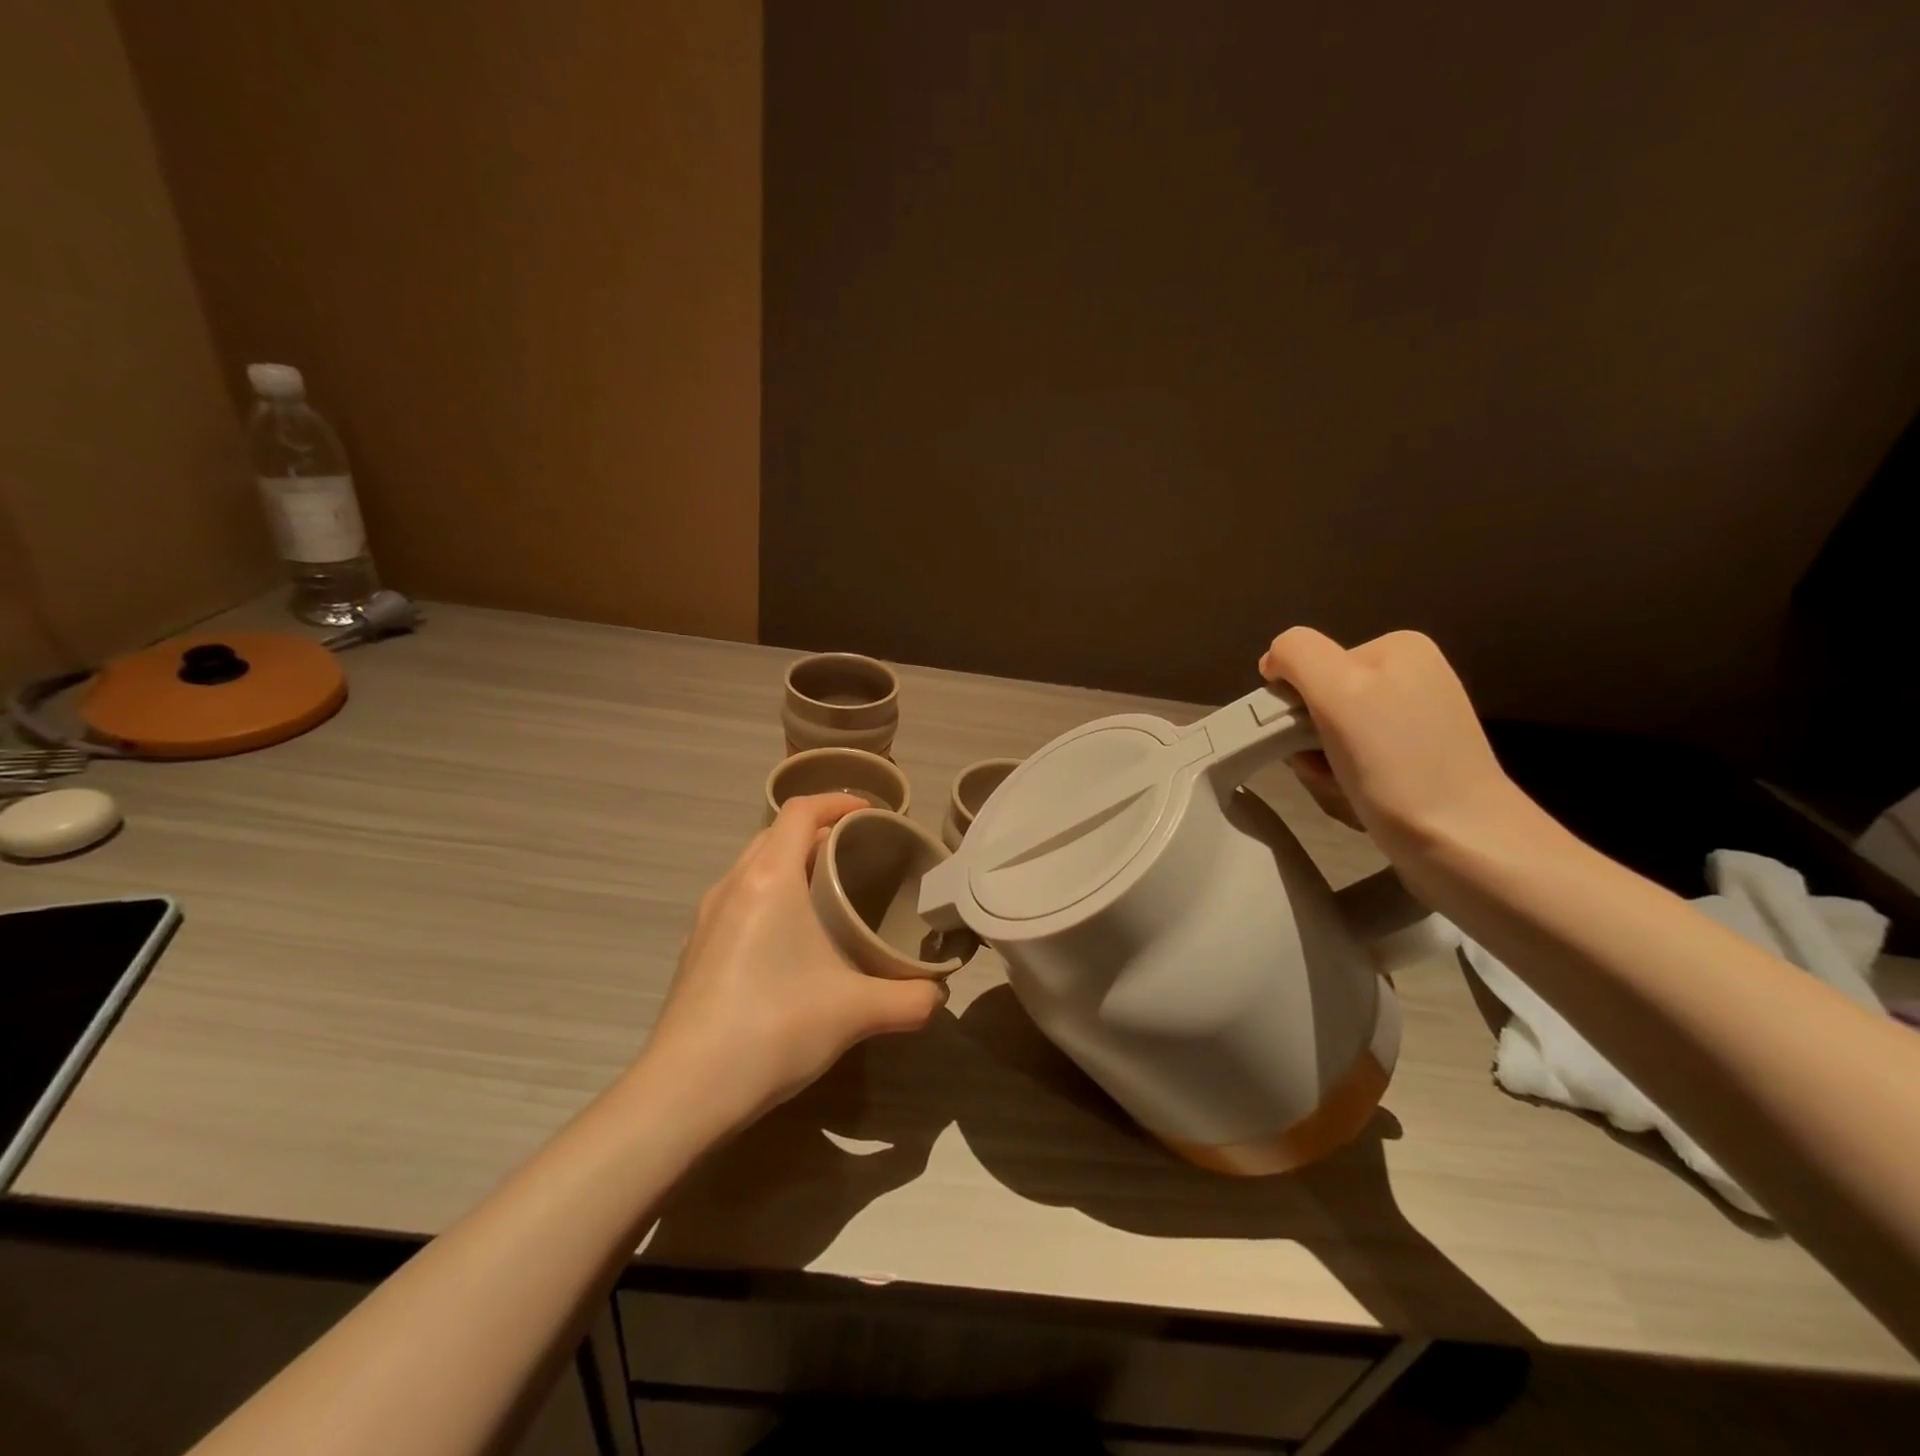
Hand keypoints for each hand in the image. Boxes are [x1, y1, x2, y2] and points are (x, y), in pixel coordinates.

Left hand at [639, 794, 947, 1129]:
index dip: (838, 800)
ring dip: (791, 861)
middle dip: (819, 830)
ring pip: (754, 864)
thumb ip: (910, 998)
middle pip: (776, 832)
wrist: (684, 1091)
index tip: (873, 814)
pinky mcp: (697, 946)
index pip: (801, 811)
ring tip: (829, 889)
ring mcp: (708, 915)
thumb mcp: (856, 1012)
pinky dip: (770, 891)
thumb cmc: (773, 1029)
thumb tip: (940, 993)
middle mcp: (734, 884)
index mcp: (769, 879)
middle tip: (859, 852)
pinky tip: (791, 936)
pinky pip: (740, 895)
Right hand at [1259, 627, 1531, 861]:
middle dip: (1309, 744)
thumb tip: (1273, 662)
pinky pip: (1354, 765)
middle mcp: (1411, 677)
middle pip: (1319, 704)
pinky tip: (1361, 802)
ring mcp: (1416, 723)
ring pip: (1332, 740)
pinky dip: (1345, 785)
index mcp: (1396, 648)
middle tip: (1327, 771)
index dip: (1294, 706)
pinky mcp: (1417, 764)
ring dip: (1324, 770)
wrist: (1464, 843)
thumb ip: (1296, 654)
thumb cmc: (1396, 764)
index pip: (1307, 666)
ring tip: (1347, 792)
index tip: (1307, 740)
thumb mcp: (1337, 689)